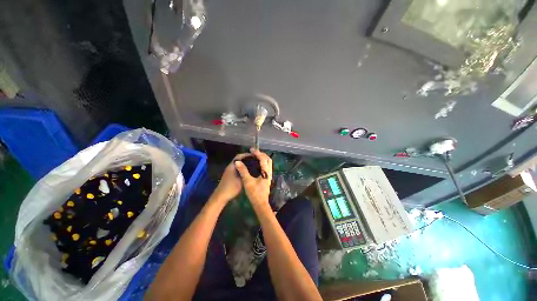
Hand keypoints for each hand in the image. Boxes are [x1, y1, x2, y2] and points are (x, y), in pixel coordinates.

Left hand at [211, 153, 249, 203]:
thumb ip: (246, 172)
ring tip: (253, 164)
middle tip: (255, 159)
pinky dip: (242, 167)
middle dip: (246, 158)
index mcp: (232, 166)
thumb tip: (253, 167)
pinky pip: (237, 167)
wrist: (221, 196)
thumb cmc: (231, 187)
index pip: (239, 156)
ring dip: (244, 163)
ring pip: (238, 163)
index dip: (247, 154)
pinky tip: (247, 171)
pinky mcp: (229, 175)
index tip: (254, 155)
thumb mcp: (241, 180)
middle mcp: (230, 166)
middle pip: (239, 159)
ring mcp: (229, 170)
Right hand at [235, 148, 271, 207]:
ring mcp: (269, 175)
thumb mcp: (248, 181)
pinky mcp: (267, 178)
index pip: (263, 159)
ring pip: (268, 163)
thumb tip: (238, 162)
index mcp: (266, 172)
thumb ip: (243, 171)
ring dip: (263, 158)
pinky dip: (262, 162)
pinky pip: (266, 167)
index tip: (251, 149)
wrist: (260, 204)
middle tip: (254, 152)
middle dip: (262, 154)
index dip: (257, 153)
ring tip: (255, 156)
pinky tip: (256, 164)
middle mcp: (269, 172)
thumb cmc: (255, 193)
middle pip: (268, 159)